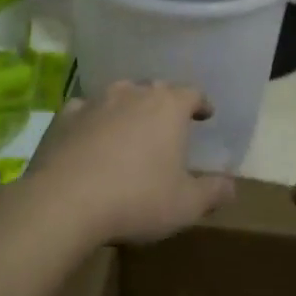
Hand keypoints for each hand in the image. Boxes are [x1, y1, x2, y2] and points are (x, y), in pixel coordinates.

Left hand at [18, 81, 234, 247]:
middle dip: (164, 105)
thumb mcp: (186, 205)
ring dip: (128, 109)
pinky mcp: (64, 117)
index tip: (205, 115)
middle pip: (155, 90)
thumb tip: (231, 187)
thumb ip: (213, 192)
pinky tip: (91, 138)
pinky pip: (86, 111)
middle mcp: (133, 94)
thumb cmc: (137, 199)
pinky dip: (93, 121)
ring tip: (131, 129)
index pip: (192, 93)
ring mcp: (95, 102)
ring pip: (119, 96)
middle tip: (168, 125)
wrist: (64, 202)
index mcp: (168, 107)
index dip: (201, 104)